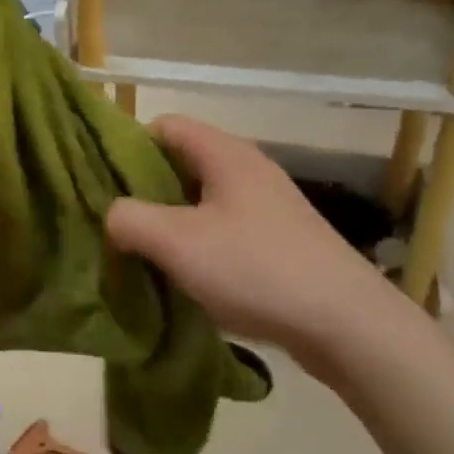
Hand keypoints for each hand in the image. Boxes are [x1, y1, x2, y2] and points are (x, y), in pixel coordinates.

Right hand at [105, 116, 409, 373]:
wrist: (350, 327)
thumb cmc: (256, 270)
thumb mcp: (176, 242)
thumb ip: (129, 219)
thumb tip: (112, 215)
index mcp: (225, 154)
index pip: (163, 125)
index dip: (128, 146)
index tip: (103, 182)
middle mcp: (248, 170)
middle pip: (180, 163)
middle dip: (144, 189)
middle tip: (117, 221)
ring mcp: (267, 206)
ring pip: (200, 199)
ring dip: (169, 221)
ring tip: (144, 252)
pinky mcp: (279, 241)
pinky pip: (222, 228)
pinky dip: (197, 243)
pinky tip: (185, 275)